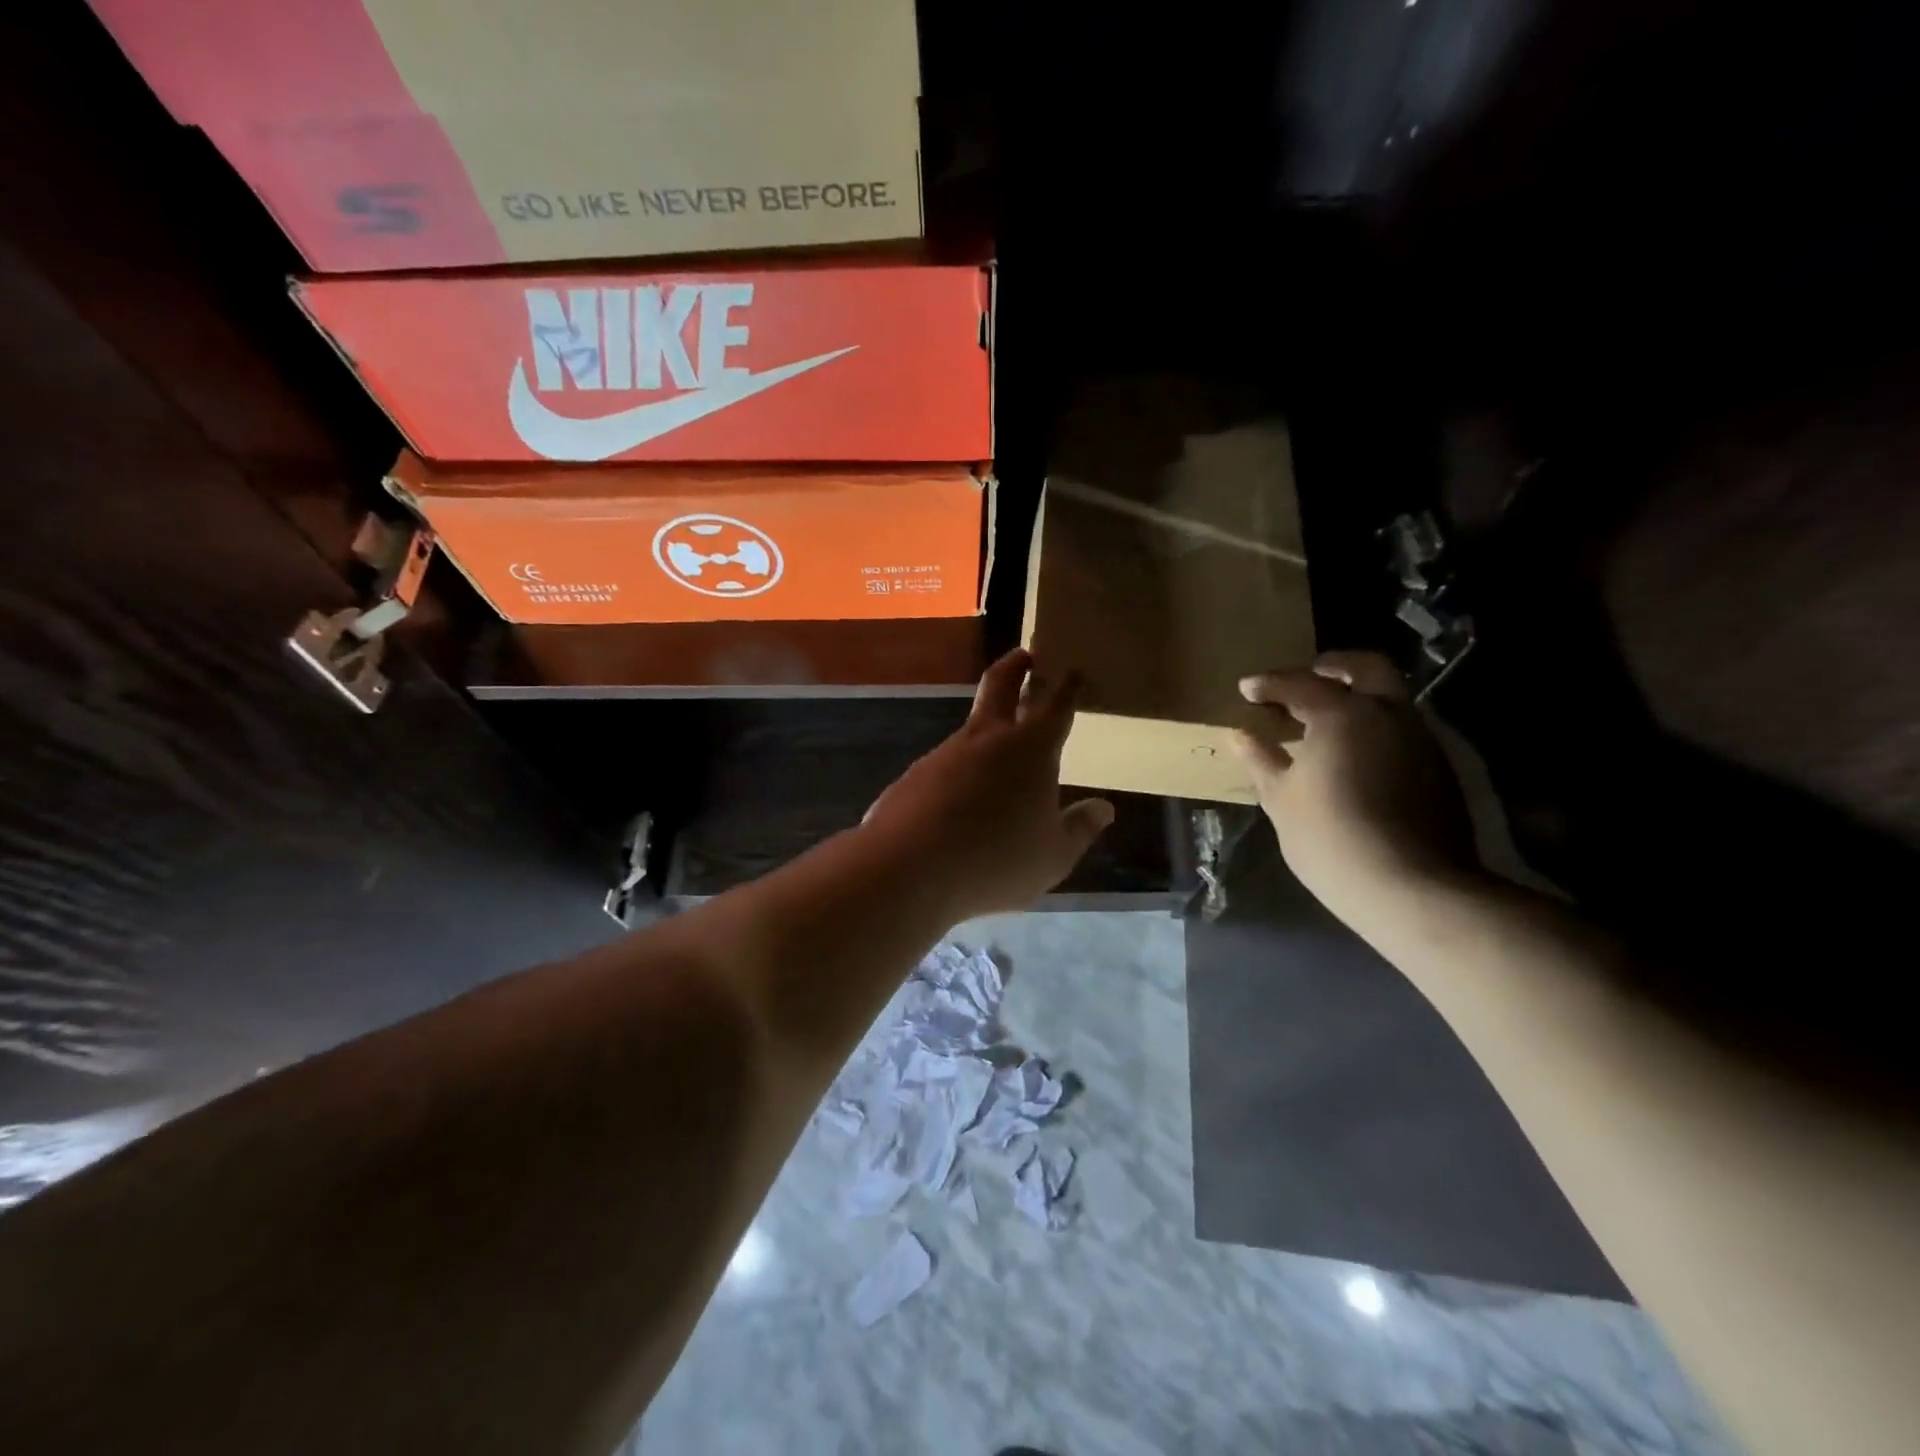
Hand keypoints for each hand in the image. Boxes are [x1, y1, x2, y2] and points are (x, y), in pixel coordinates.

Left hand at [864, 649, 1113, 919]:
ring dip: (987, 731)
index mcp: (1030, 749)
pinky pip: (944, 768)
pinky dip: (958, 774)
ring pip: (970, 730)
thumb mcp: (1053, 856)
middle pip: (1000, 685)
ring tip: (999, 758)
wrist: (908, 868)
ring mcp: (944, 753)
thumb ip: (1079, 829)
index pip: (1055, 706)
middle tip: (1026, 656)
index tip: (1073, 670)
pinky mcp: (913, 776)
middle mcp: (986, 739)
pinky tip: (959, 804)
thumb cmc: (995, 859)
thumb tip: (1104, 808)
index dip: (1067, 687)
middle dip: (1016, 666)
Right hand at [1233, 651, 1479, 925]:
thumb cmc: (1330, 838)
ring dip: (1358, 698)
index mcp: (1343, 714)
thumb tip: (1242, 735)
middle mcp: (1388, 714)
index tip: (1247, 689)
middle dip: (1334, 666)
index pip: (1300, 684)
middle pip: (1366, 668)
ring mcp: (1420, 739)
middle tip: (1308, 678)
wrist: (1411, 887)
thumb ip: (1262, 760)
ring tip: (1327, 722)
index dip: (1269, 684)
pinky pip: (1402, 730)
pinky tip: (1355, 756)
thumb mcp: (1281, 800)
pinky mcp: (1439, 768)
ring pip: (1390, 698)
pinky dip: (1375, 728)